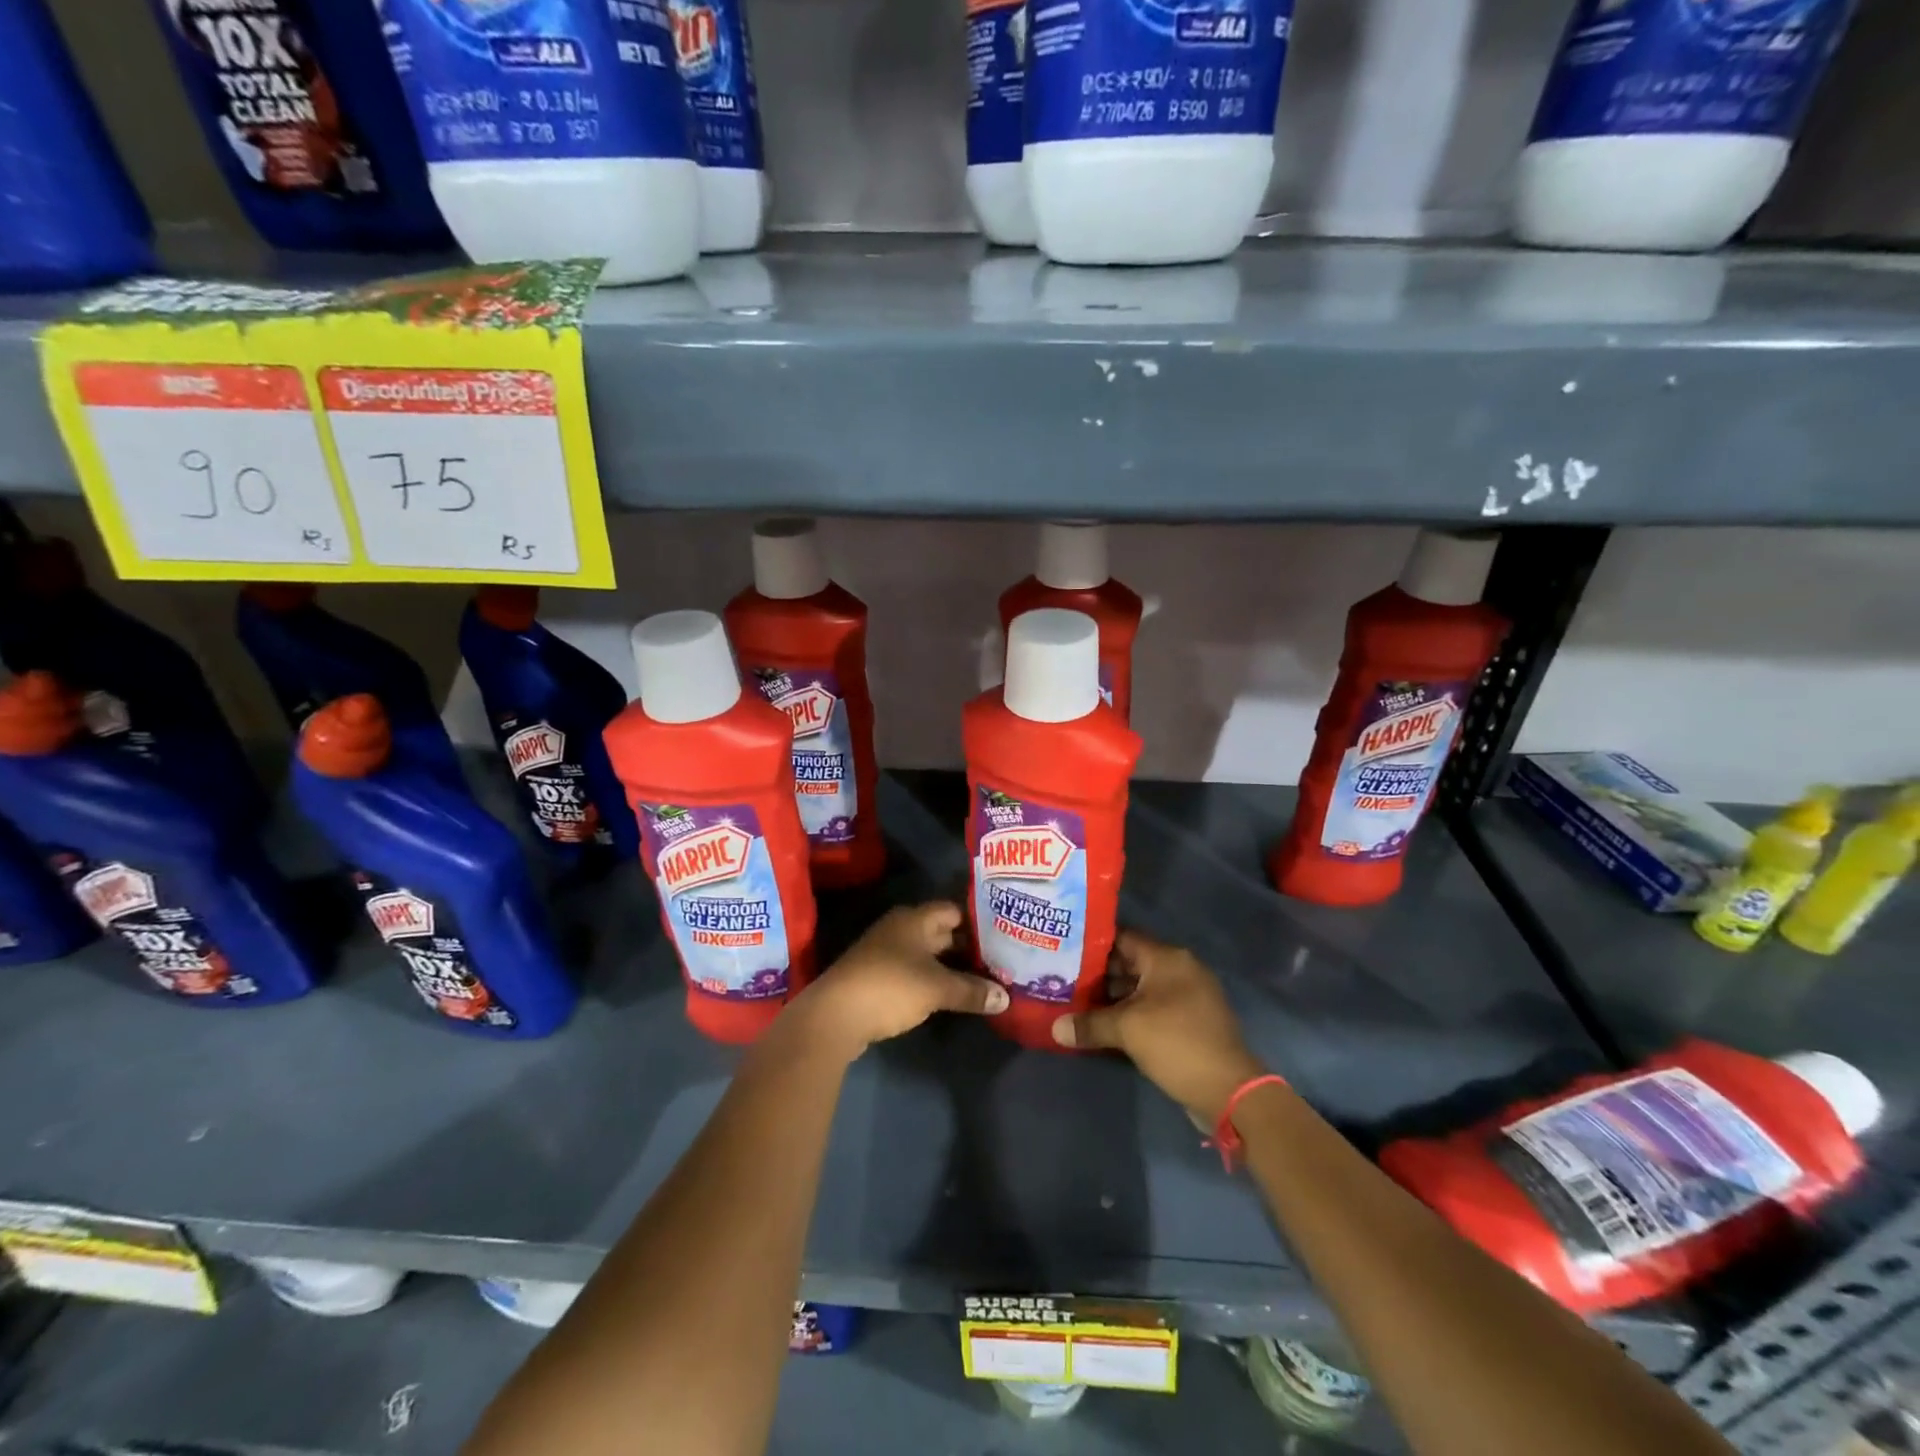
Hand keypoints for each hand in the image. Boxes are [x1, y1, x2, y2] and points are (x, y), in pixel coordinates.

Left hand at [787, 902, 1007, 1061]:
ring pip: (928, 954)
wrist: (834, 1016)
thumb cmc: (890, 987)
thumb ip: (972, 990)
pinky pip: (916, 971)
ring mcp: (887, 953)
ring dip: (952, 966)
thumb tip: (1005, 997)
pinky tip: (953, 995)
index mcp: (914, 919)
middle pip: (942, 932)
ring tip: (985, 979)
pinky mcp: (879, 977)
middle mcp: (900, 929)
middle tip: (1002, 959)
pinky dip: (934, 980)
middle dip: (969, 946)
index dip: (979, 920)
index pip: (954, 910)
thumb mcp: (937, 988)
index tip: (1005, 933)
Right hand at [1051, 930, 1265, 1121]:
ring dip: (1112, 997)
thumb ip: (1089, 1024)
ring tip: (1074, 1004)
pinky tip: (1103, 1025)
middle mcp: (1179, 969)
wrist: (1230, 1091)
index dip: (1091, 943)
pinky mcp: (1190, 1021)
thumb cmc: (1177, 1043)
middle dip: (1097, 974)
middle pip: (1129, 963)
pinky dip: (1130, 1014)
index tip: (1063, 951)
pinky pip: (1152, 1008)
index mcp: (1167, 958)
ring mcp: (1187, 996)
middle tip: (1062, 980)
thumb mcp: (1127, 1030)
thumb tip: (1054, 1028)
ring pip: (1140, 988)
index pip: (1122, 937)